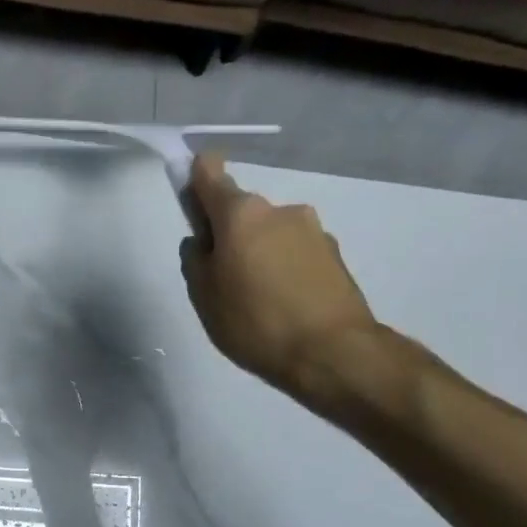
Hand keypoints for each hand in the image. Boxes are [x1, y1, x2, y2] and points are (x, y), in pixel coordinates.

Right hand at [181, 154, 390, 417]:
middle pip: (243, 212)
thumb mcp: (204, 296)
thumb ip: (195, 260)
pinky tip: (284, 305)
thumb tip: (202, 242)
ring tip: (258, 300)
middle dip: (230, 234)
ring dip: (260, 253)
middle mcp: (280, 210)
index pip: (211, 173)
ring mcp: (313, 231)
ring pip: (271, 234)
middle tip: (224, 279)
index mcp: (241, 214)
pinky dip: (285, 269)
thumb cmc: (255, 321)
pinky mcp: (335, 255)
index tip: (190, 194)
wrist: (332, 353)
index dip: (195, 177)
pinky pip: (296, 254)